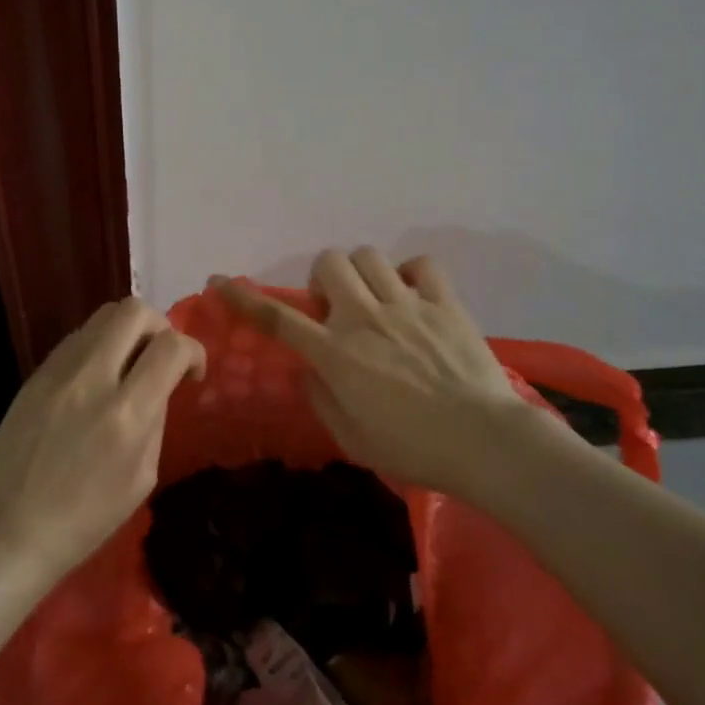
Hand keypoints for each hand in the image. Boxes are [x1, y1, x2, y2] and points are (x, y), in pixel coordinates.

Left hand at [0, 298, 205, 585]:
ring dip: (128, 331)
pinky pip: (78, 337)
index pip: (171, 346)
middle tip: (161, 357)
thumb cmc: (84, 519)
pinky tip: (97, 377)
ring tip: (129, 364)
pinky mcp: (36, 372)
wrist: (9, 530)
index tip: (191, 374)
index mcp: (126, 413)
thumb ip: (155, 421)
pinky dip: (99, 345)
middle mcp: (93, 378)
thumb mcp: (141, 478)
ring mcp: (59, 370)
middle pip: (135, 311)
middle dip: (160, 326)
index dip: (193, 351)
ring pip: (103, 315)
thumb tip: (159, 386)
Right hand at [214, 248, 540, 496]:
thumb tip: (308, 368)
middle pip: (328, 263)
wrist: (485, 442)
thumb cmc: (412, 449)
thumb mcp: (351, 438)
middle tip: (335, 310)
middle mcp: (364, 318)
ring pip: (368, 256)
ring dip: (361, 274)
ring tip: (374, 300)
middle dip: (323, 279)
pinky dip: (411, 273)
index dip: (243, 298)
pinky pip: (421, 264)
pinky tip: (412, 296)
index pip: (277, 318)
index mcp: (335, 353)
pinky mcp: (444, 303)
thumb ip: (320, 397)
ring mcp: (406, 306)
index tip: (220, 282)